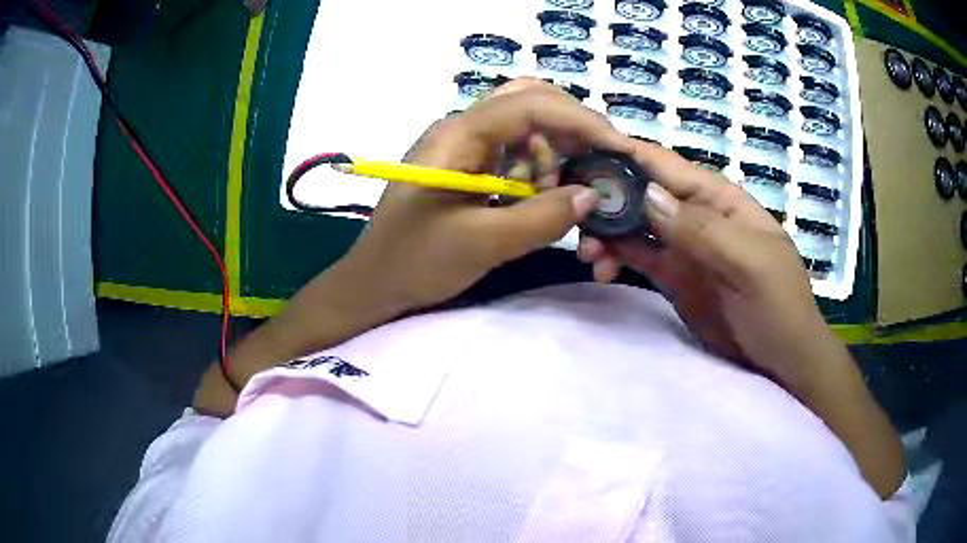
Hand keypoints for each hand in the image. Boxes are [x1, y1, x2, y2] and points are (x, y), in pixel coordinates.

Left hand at [342, 79, 635, 312]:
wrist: (374, 283)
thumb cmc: (415, 262)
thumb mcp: (482, 244)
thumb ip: (542, 218)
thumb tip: (592, 195)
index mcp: (459, 134)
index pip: (531, 105)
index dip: (582, 121)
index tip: (619, 148)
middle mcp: (462, 127)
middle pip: (529, 101)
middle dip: (572, 127)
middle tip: (601, 161)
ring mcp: (463, 145)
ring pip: (525, 127)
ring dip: (554, 154)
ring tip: (559, 194)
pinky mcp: (467, 165)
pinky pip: (513, 153)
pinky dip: (537, 170)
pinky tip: (537, 199)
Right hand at [578, 142, 833, 388]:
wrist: (782, 360)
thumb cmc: (778, 306)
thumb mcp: (750, 265)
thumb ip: (703, 230)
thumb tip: (647, 195)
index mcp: (718, 199)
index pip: (666, 166)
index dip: (624, 156)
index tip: (579, 158)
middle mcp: (696, 214)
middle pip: (642, 193)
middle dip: (607, 201)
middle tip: (576, 223)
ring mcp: (683, 246)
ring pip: (634, 225)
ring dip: (606, 233)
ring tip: (587, 256)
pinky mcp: (673, 275)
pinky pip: (637, 256)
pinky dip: (615, 258)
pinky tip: (600, 271)